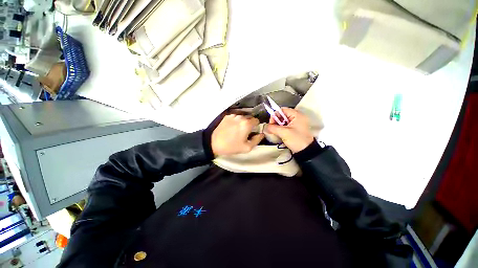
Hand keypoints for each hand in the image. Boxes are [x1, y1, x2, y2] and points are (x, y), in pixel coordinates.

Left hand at [211, 114, 264, 156]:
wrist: (214, 143)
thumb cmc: (231, 146)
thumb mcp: (247, 148)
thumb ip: (257, 140)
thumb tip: (261, 134)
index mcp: (247, 124)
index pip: (257, 120)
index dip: (256, 126)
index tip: (253, 131)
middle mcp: (241, 117)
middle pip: (250, 117)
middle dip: (250, 123)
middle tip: (246, 131)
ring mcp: (233, 115)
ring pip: (242, 116)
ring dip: (242, 121)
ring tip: (238, 129)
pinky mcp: (227, 116)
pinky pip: (235, 116)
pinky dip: (236, 120)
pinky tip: (232, 127)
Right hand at [265, 108, 313, 152]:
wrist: (306, 151)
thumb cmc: (296, 139)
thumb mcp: (284, 133)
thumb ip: (272, 128)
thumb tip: (264, 126)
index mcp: (297, 115)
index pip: (282, 110)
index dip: (275, 115)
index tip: (271, 123)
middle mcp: (297, 117)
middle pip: (282, 115)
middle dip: (275, 122)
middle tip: (272, 129)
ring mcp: (296, 124)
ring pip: (282, 122)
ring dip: (277, 126)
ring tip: (275, 132)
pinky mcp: (294, 129)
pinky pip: (285, 126)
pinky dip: (280, 129)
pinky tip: (278, 134)